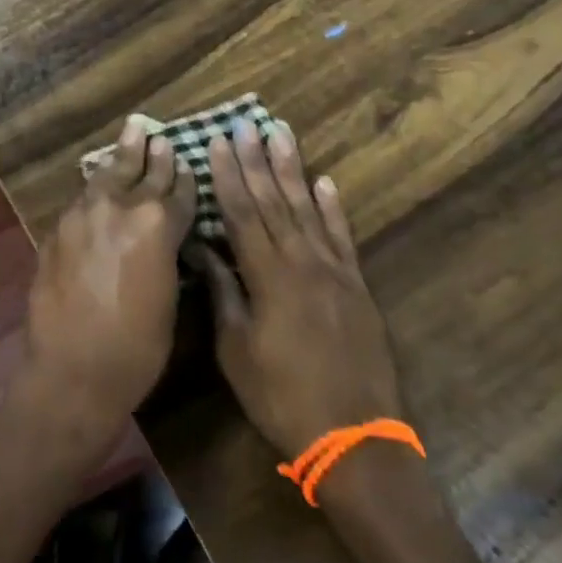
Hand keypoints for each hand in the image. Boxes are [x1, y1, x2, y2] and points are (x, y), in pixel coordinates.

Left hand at [6, 116, 195, 463]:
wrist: (72, 371)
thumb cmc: (136, 349)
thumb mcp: (168, 299)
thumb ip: (167, 255)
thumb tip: (165, 237)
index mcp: (158, 225)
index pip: (178, 191)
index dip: (184, 178)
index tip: (186, 162)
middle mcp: (121, 207)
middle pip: (142, 172)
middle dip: (153, 153)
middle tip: (157, 132)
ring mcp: (84, 213)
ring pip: (108, 174)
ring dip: (122, 155)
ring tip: (132, 130)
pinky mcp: (58, 228)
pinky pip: (83, 198)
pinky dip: (96, 188)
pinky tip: (99, 181)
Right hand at [190, 121, 403, 459]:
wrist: (356, 440)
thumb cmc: (283, 398)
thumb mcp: (237, 351)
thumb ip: (223, 294)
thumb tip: (204, 249)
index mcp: (267, 275)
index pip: (242, 211)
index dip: (228, 174)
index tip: (217, 141)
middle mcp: (301, 260)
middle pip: (273, 199)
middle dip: (256, 159)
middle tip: (246, 122)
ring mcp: (333, 270)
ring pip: (307, 207)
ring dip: (293, 168)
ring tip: (281, 133)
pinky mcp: (357, 285)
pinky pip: (342, 236)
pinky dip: (332, 207)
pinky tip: (325, 181)